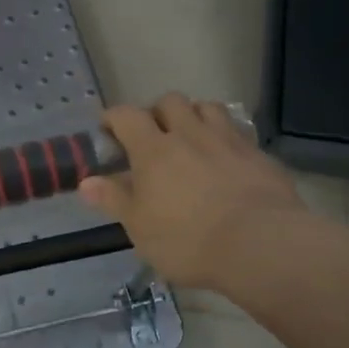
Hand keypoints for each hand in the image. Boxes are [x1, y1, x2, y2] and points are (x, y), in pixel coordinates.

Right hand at [79, 95, 307, 292]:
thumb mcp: (140, 228)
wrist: (262, 246)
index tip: (108, 131)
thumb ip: (114, 200)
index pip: (126, 115)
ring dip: (195, 117)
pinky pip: (238, 133)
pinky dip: (226, 139)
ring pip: (208, 108)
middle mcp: (190, 134)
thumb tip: (86, 182)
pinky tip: (226, 162)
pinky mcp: (260, 156)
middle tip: (153, 137)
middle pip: (170, 101)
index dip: (113, 118)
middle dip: (157, 112)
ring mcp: (229, 141)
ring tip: (191, 140)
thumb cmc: (188, 240)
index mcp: (154, 150)